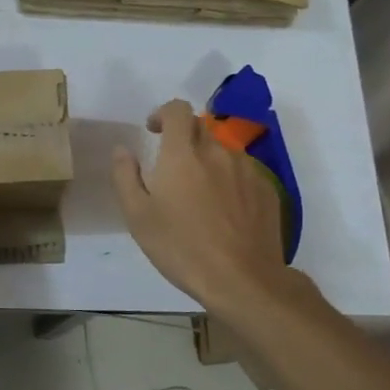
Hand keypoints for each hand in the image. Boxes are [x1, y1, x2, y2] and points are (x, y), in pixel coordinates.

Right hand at [112, 98, 290, 308]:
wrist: (243, 280)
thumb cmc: (181, 247)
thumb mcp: (137, 216)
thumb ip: (125, 176)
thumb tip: (122, 150)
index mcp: (183, 154)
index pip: (177, 110)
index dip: (162, 114)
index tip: (153, 131)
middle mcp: (218, 152)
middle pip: (200, 128)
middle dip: (183, 138)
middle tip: (171, 168)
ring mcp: (247, 170)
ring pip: (223, 151)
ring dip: (207, 161)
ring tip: (198, 194)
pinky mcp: (267, 190)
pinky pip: (243, 172)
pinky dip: (229, 180)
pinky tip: (223, 211)